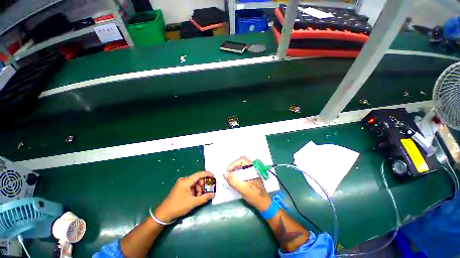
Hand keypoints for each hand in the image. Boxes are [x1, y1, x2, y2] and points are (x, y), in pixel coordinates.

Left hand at [154, 171, 214, 222]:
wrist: (164, 214)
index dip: (207, 174)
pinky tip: (195, 197)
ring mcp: (181, 183)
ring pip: (194, 183)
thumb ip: (204, 198)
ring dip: (199, 189)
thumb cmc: (178, 207)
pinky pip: (191, 186)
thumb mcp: (193, 203)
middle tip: (207, 191)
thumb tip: (213, 194)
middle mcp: (184, 180)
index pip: (199, 174)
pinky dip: (195, 190)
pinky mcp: (180, 187)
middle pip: (197, 179)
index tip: (214, 177)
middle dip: (203, 185)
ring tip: (200, 197)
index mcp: (186, 181)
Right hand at [224, 157, 270, 210]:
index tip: (228, 171)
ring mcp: (253, 171)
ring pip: (242, 165)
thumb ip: (233, 181)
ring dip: (235, 168)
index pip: (242, 160)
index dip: (233, 164)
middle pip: (241, 161)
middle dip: (234, 165)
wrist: (263, 203)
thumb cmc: (254, 195)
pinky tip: (235, 177)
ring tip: (230, 174)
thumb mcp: (243, 189)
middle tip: (228, 172)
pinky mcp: (251, 175)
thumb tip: (225, 174)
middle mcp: (253, 168)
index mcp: (253, 168)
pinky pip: (243, 169)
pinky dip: (238, 171)